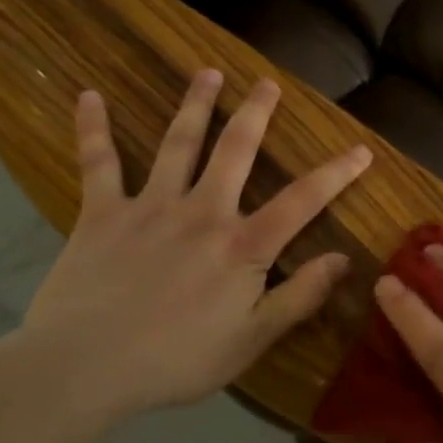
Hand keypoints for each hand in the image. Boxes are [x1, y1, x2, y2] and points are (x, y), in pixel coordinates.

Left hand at [24, 69, 372, 417]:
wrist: (81, 368)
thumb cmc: (176, 359)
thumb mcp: (251, 340)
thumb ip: (300, 297)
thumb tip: (344, 260)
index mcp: (242, 244)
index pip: (303, 200)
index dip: (336, 173)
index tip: (361, 150)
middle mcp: (203, 211)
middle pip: (236, 151)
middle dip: (256, 114)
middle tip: (268, 83)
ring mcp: (150, 207)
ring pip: (178, 144)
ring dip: (195, 105)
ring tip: (208, 73)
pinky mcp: (102, 215)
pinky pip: (98, 165)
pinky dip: (93, 130)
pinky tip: (90, 97)